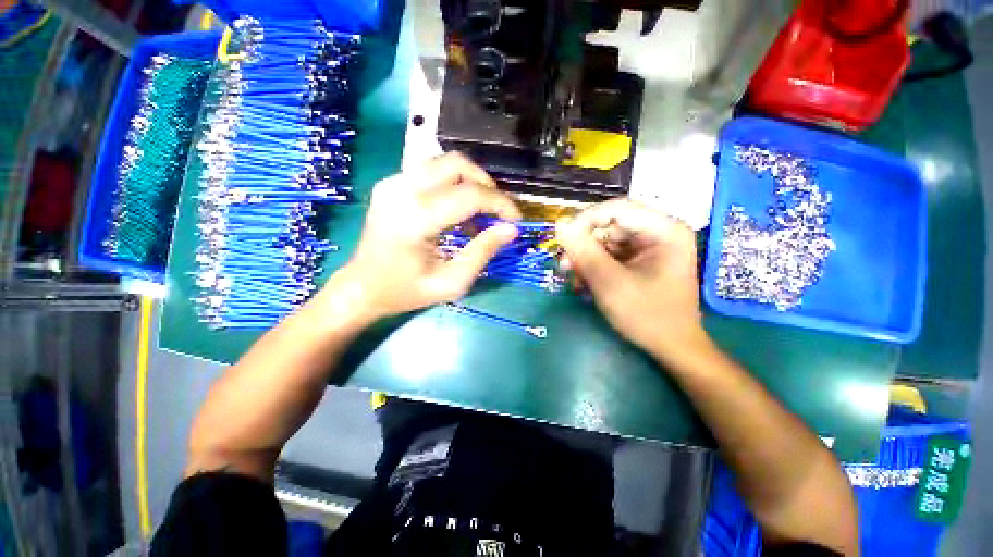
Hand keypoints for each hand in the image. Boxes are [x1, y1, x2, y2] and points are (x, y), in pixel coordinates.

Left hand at [330, 153, 521, 322]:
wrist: (362, 286)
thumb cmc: (406, 291)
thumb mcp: (451, 282)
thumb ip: (482, 252)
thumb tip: (511, 230)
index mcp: (415, 218)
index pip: (470, 195)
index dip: (500, 204)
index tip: (516, 220)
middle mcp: (402, 190)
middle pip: (458, 165)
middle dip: (487, 186)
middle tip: (498, 212)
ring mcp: (393, 182)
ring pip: (445, 162)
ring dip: (471, 182)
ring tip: (480, 212)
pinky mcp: (391, 183)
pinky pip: (432, 171)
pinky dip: (454, 184)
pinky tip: (457, 209)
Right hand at [556, 199, 706, 359]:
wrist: (672, 348)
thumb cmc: (647, 315)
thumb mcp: (610, 282)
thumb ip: (583, 251)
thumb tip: (559, 224)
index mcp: (664, 230)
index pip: (617, 209)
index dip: (585, 220)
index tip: (562, 239)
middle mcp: (659, 232)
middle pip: (610, 225)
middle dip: (584, 246)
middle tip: (564, 266)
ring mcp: (650, 247)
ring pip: (606, 241)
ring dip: (586, 259)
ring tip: (574, 279)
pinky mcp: (641, 260)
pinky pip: (610, 254)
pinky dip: (594, 267)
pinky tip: (585, 283)